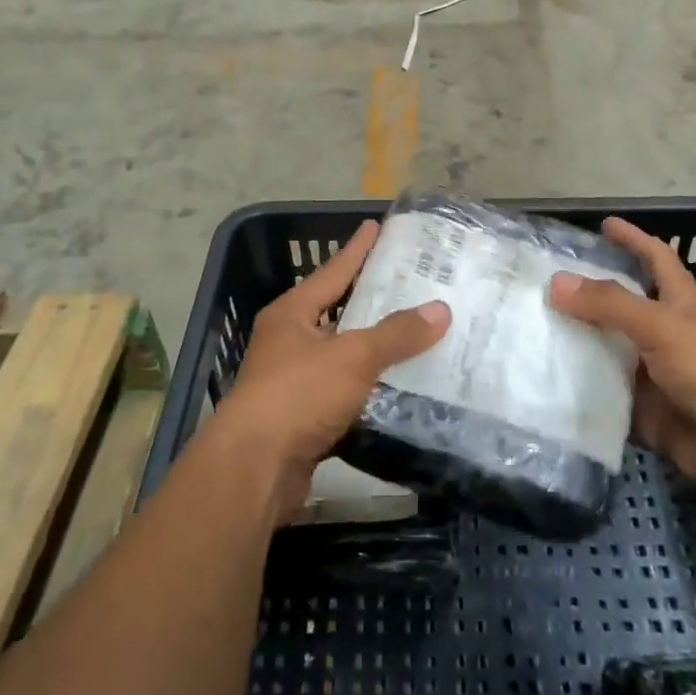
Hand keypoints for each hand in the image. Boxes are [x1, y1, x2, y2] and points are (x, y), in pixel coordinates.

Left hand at [215, 219, 449, 518]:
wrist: (254, 468)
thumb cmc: (298, 394)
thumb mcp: (353, 356)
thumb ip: (397, 333)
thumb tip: (440, 310)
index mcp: (292, 313)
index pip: (333, 271)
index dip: (357, 249)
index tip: (376, 226)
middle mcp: (289, 341)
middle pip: (337, 311)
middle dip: (371, 299)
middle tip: (411, 282)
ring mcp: (293, 381)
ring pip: (342, 354)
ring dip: (373, 347)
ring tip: (415, 332)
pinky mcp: (302, 418)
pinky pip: (345, 392)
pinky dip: (369, 387)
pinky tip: (399, 385)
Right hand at [548, 218, 695, 518]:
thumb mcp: (661, 326)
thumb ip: (609, 303)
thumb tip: (556, 281)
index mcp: (680, 302)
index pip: (654, 258)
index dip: (632, 239)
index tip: (603, 224)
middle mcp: (665, 333)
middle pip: (621, 305)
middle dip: (587, 294)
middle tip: (541, 283)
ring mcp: (654, 374)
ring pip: (607, 350)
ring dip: (576, 343)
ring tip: (529, 328)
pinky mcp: (643, 411)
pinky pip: (604, 395)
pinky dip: (579, 390)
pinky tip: (542, 381)